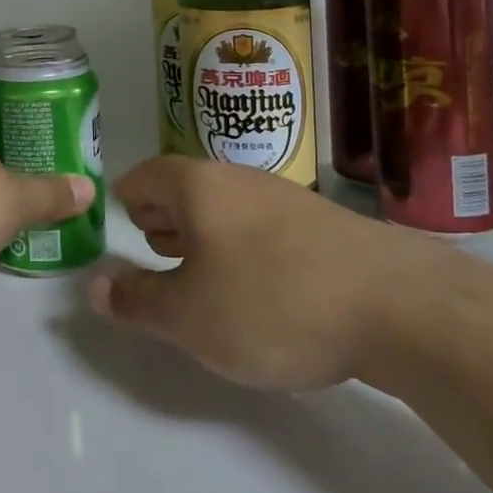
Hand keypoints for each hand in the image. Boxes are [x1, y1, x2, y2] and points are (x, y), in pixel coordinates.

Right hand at [89, 157, 442, 390]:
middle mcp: (237, 178)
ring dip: (201, 234)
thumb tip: (95, 286)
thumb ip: (136, 300)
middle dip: (160, 217)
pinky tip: (254, 286)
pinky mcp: (320, 224)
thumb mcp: (188, 315)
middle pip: (183, 187)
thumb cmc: (271, 302)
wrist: (397, 306)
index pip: (142, 177)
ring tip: (194, 270)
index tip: (114, 231)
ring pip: (224, 207)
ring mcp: (284, 197)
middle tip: (149, 249)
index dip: (122, 202)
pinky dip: (240, 247)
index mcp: (197, 186)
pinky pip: (259, 225)